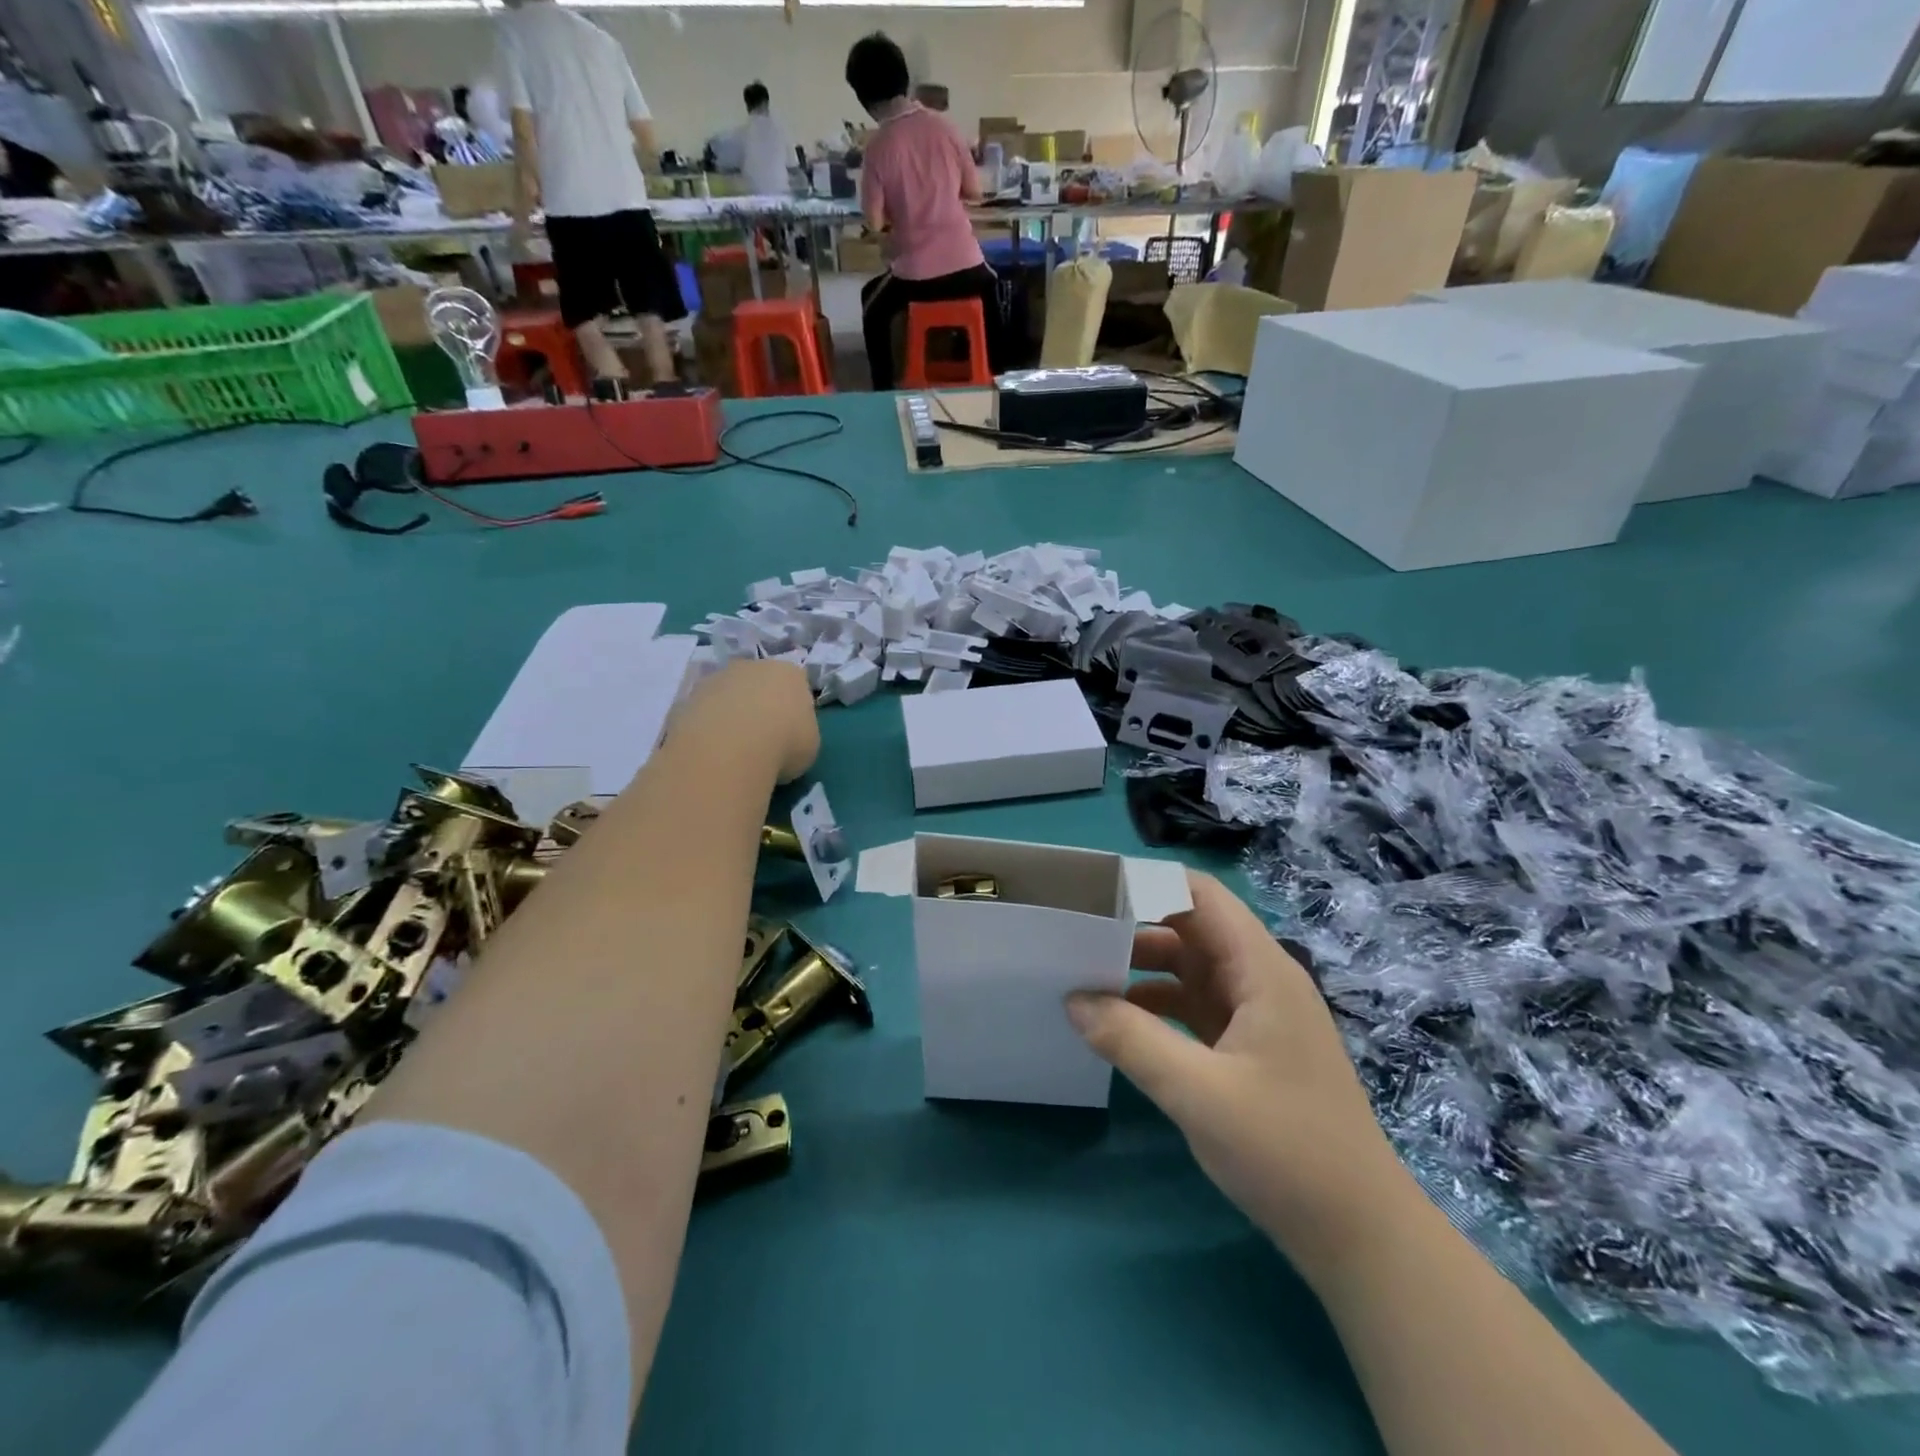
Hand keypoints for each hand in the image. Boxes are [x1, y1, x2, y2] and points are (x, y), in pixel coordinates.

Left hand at [675, 659, 818, 783]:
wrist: (731, 748)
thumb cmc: (784, 743)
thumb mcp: (810, 743)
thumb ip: (801, 730)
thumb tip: (788, 734)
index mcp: (789, 673)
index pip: (796, 683)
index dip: (794, 706)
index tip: (792, 730)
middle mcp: (752, 666)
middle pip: (759, 682)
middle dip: (760, 704)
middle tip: (762, 736)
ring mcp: (717, 679)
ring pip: (728, 694)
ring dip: (731, 714)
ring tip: (733, 748)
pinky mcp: (688, 697)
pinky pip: (704, 712)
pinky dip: (708, 727)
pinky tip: (712, 749)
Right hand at [1067, 873, 1407, 1266]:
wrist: (1361, 1237)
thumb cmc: (1288, 1151)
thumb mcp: (1198, 1092)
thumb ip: (1131, 1039)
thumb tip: (1072, 999)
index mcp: (1260, 969)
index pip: (1200, 895)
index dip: (1149, 883)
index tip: (1094, 893)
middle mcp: (1258, 980)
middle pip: (1189, 929)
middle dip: (1134, 927)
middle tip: (1074, 936)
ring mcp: (1254, 1015)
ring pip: (1188, 969)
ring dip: (1141, 969)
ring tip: (1083, 977)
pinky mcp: (1247, 1048)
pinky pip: (1193, 1007)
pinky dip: (1156, 1006)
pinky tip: (1119, 1024)